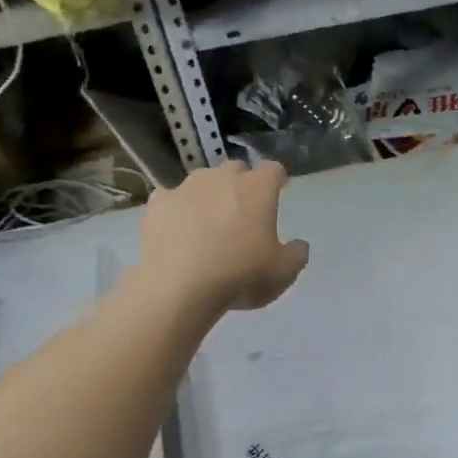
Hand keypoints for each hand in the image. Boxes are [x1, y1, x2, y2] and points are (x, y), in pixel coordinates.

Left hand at [136, 160, 308, 315]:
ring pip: (201, 182)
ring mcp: (186, 187)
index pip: (273, 170)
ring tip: (207, 222)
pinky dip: (177, 210)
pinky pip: (171, 199)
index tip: (278, 189)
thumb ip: (296, 255)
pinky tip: (177, 230)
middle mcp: (222, 178)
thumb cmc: (240, 276)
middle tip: (242, 210)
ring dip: (208, 195)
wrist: (179, 288)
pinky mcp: (158, 204)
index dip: (277, 179)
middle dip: (241, 184)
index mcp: (257, 189)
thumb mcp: (282, 273)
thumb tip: (299, 245)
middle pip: (235, 170)